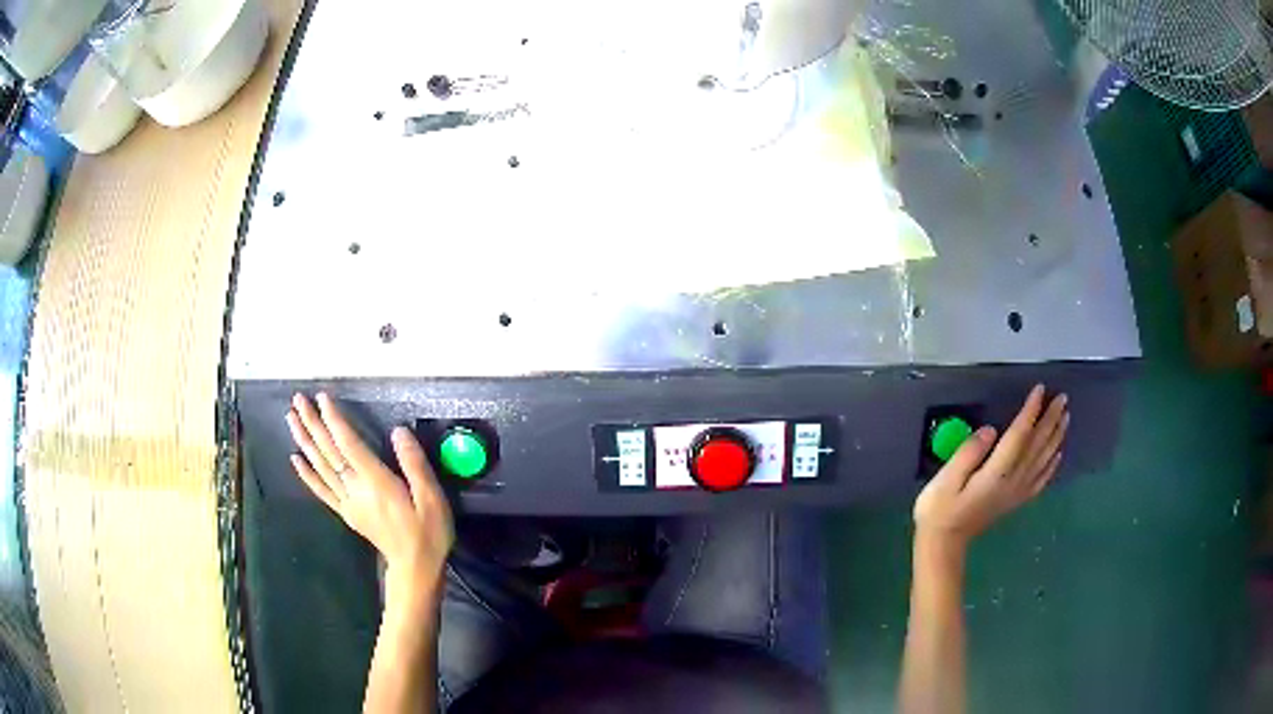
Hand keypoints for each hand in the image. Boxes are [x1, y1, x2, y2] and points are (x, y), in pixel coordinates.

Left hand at [285, 393, 453, 587]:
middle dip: (312, 423)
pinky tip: (296, 459)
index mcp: (376, 482)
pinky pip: (322, 491)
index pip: (349, 444)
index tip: (322, 398)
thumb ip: (414, 464)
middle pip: (329, 452)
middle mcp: (356, 489)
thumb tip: (398, 431)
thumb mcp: (432, 498)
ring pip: (321, 467)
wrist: (415, 568)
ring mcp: (348, 502)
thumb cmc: (427, 532)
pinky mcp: (346, 512)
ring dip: (304, 441)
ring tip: (291, 419)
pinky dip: (307, 474)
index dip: (334, 420)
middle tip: (297, 400)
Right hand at [914, 384, 1067, 548]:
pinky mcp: (1015, 500)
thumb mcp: (946, 479)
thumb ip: (968, 453)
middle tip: (1062, 398)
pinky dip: (1052, 465)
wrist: (943, 544)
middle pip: (1037, 445)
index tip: (1041, 389)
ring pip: (1043, 460)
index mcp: (996, 472)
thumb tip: (990, 430)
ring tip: (1065, 417)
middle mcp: (1012, 480)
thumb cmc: (939, 509)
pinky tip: (1058, 454)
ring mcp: (1016, 492)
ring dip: (1056, 437)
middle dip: (1051, 419)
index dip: (1031, 411)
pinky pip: (1040, 480)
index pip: (1019, 435)